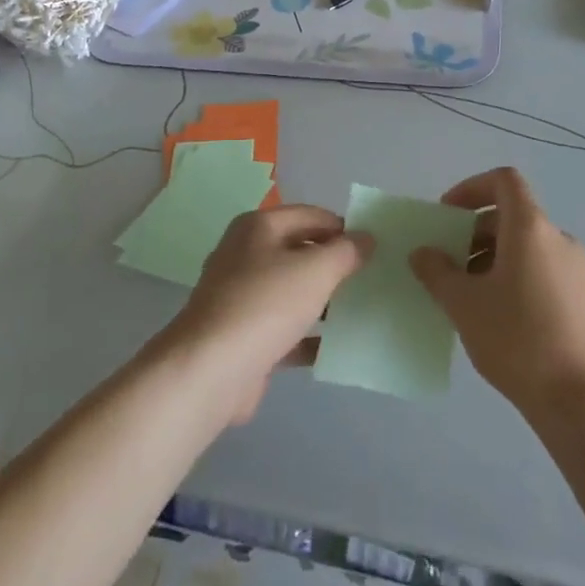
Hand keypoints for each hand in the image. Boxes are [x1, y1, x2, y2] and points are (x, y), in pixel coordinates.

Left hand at [162, 204, 370, 425]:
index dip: (343, 227)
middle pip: (300, 251)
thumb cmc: (265, 305)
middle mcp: (245, 254)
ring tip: (360, 312)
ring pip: (292, 291)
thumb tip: (365, 237)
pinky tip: (336, 348)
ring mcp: (241, 296)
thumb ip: (345, 252)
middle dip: (334, 265)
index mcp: (258, 227)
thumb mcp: (315, 270)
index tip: (374, 248)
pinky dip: (307, 335)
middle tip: (371, 279)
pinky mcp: (243, 335)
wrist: (210, 370)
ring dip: (323, 301)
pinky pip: (284, 328)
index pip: (311, 215)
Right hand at [410, 167, 584, 423]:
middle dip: (473, 232)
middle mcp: (557, 238)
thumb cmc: (516, 339)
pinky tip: (494, 315)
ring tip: (466, 294)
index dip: (471, 188)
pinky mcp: (581, 298)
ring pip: (524, 245)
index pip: (504, 180)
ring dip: (490, 257)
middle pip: (510, 215)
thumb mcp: (463, 304)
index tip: (446, 216)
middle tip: (447, 263)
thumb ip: (437, 271)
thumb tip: (423, 253)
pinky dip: (512, 275)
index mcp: (531, 228)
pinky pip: (539, 268)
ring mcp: (574, 269)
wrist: (578, 402)